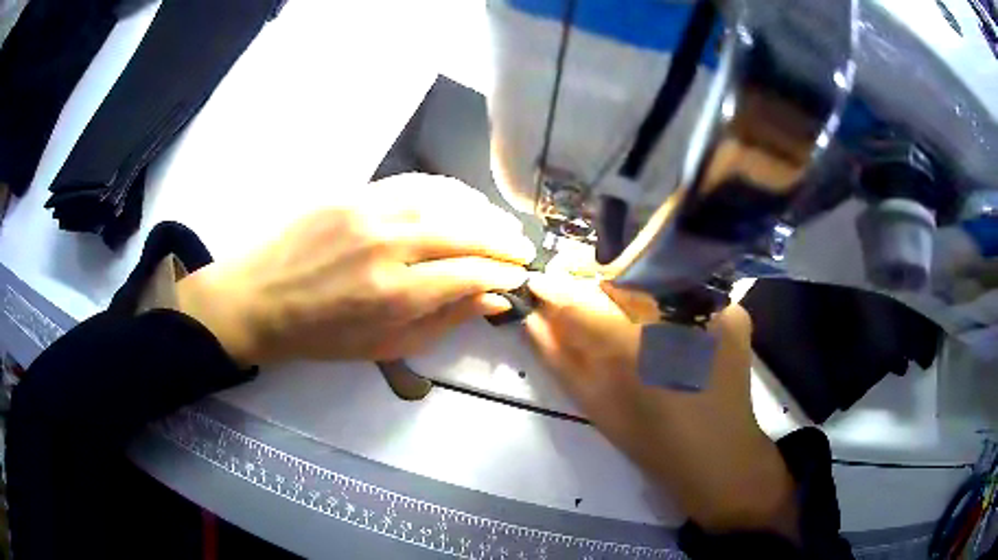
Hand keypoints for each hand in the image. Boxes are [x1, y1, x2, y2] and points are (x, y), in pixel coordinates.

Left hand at [177, 173, 534, 364]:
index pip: (470, 273)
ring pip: (446, 201)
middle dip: (503, 242)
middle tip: (523, 251)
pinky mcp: (355, 192)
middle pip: (465, 232)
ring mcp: (370, 210)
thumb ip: (443, 321)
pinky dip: (449, 191)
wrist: (258, 296)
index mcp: (393, 295)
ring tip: (501, 226)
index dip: (503, 275)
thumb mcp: (384, 347)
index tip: (519, 280)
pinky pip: (415, 183)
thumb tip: (493, 300)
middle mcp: (387, 245)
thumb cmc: (319, 334)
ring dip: (483, 212)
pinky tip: (463, 201)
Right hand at [524, 274, 798, 537]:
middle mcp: (678, 313)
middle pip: (624, 274)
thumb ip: (560, 356)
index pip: (584, 299)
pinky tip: (664, 319)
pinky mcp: (734, 310)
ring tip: (618, 304)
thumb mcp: (596, 403)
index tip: (540, 282)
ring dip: (631, 285)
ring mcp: (714, 306)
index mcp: (637, 347)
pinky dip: (667, 297)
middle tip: (577, 288)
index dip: (557, 287)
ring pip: (658, 273)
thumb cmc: (652, 438)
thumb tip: (533, 316)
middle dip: (594, 279)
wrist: (718, 454)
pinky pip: (689, 287)